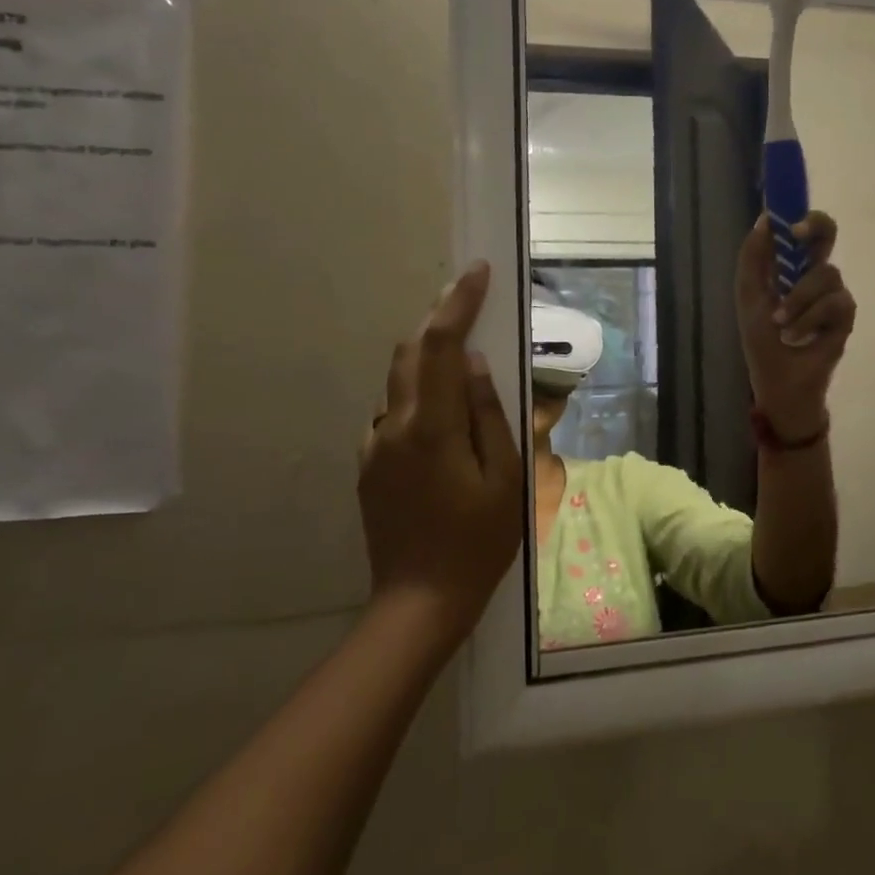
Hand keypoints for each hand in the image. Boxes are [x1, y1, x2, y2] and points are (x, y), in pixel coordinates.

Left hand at [359, 262, 523, 651]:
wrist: (419, 602)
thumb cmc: (479, 542)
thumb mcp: (506, 478)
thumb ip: (490, 415)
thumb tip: (477, 365)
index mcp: (432, 427)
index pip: (442, 347)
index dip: (459, 304)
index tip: (477, 272)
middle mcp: (394, 427)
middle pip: (410, 354)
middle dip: (439, 321)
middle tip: (471, 305)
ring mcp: (375, 447)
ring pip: (399, 383)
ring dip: (429, 360)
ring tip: (463, 362)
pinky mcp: (368, 466)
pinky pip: (394, 415)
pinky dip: (418, 397)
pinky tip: (443, 419)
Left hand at [735, 211, 856, 441]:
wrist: (780, 382)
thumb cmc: (762, 342)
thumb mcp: (749, 297)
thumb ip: (753, 258)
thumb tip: (764, 219)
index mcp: (789, 267)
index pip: (801, 230)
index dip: (798, 216)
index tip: (786, 219)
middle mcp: (814, 274)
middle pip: (827, 234)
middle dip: (816, 228)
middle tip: (798, 236)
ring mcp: (833, 294)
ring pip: (826, 274)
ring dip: (798, 300)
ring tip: (781, 325)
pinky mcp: (846, 316)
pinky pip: (835, 302)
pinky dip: (811, 319)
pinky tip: (799, 336)